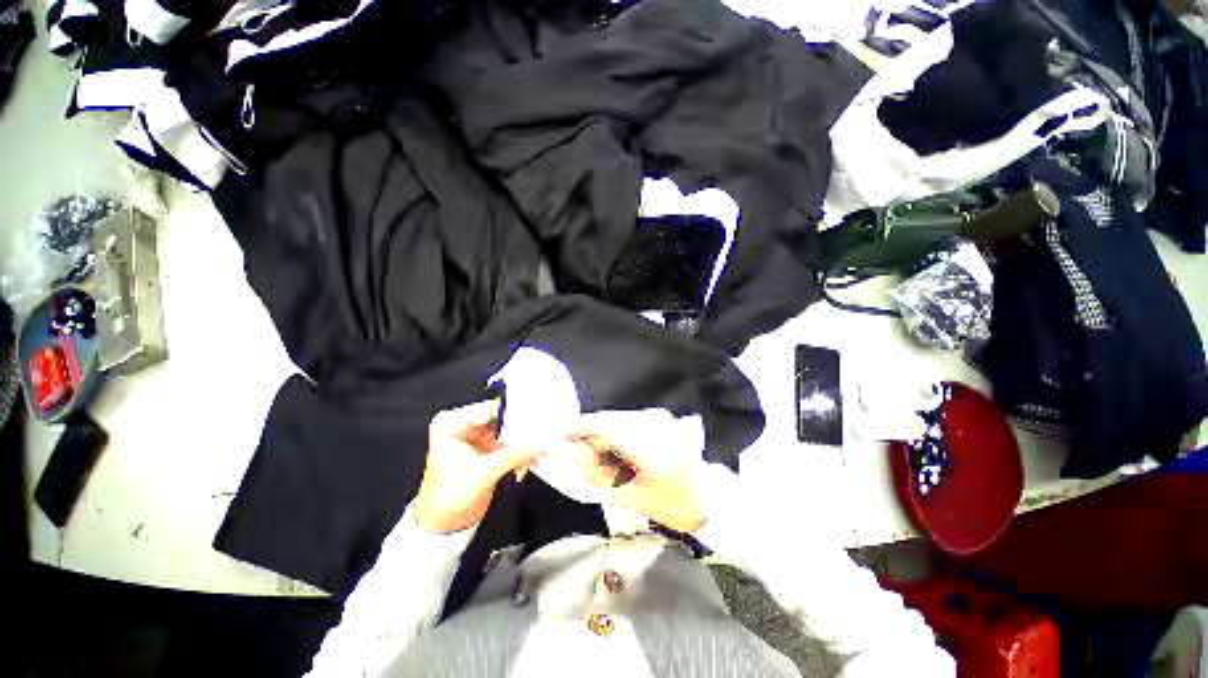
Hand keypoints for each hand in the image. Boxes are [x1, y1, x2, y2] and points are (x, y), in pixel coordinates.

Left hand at [412, 400, 545, 534]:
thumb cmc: (447, 498)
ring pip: (510, 430)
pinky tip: (524, 464)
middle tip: (539, 437)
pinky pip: (511, 442)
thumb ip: (516, 454)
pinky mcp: (487, 447)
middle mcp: (464, 425)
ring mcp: (477, 436)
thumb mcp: (484, 472)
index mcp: (452, 423)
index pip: (491, 408)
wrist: (443, 526)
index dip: (515, 414)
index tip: (536, 420)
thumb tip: (541, 442)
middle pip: (502, 418)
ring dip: (522, 444)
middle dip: (521, 432)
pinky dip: (520, 452)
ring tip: (533, 454)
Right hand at [568, 409, 707, 533]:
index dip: (578, 428)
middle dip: (591, 437)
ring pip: (617, 419)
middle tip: (587, 461)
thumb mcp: (632, 497)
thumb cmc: (673, 504)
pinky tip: (622, 454)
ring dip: (605, 436)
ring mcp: (659, 418)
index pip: (603, 424)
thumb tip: (575, 453)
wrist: (709, 497)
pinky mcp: (661, 418)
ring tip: (607, 463)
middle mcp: (653, 423)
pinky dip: (617, 434)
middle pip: (608, 419)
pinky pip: (629, 420)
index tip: (561, 437)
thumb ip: (599, 475)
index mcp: (648, 445)